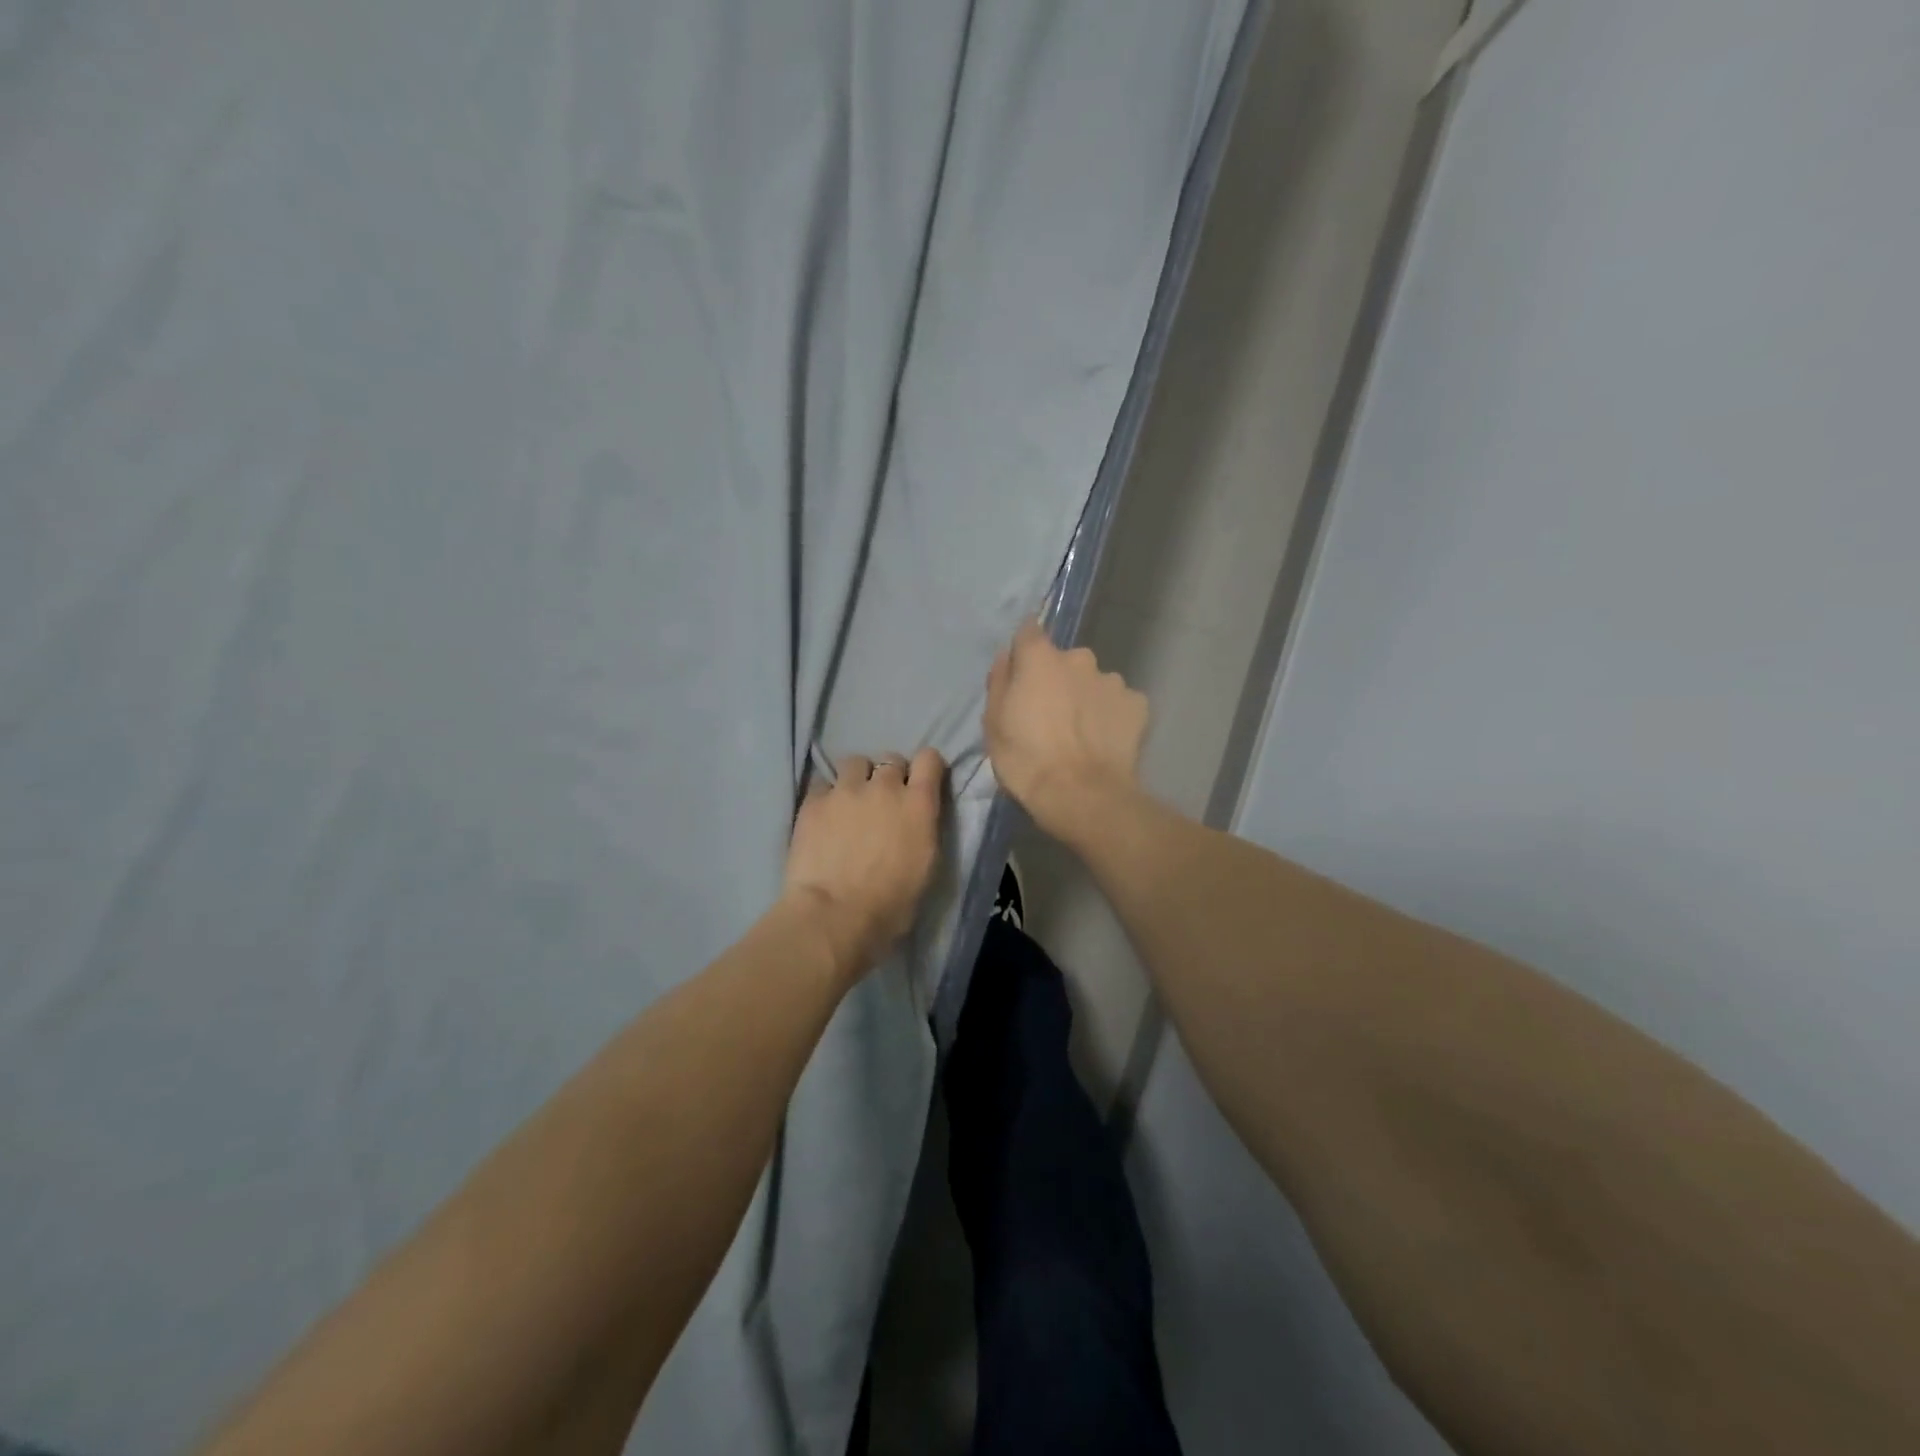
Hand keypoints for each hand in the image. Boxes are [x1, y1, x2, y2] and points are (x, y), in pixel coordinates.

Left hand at [784, 748, 945, 975]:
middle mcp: (884, 787)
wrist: (834, 916)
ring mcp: (845, 790)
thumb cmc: (890, 905)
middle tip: (883, 801)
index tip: (921, 782)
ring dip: (857, 777)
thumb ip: (922, 831)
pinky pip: (823, 784)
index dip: (926, 767)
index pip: (929, 759)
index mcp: (918, 805)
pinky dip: (827, 795)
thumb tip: (915, 822)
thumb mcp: (925, 868)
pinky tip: (824, 815)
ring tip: (850, 800)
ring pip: (854, 762)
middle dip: (889, 775)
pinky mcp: (813, 802)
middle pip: (890, 759)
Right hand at [983, 617, 1148, 840]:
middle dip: (1058, 679)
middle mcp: (1080, 659)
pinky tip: (1104, 741)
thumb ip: (999, 682)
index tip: (1021, 671)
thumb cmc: (1026, 759)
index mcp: (1040, 658)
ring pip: (1094, 682)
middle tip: (1050, 714)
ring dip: (1086, 697)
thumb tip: (1005, 657)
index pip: (1029, 630)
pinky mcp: (1137, 704)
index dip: (1024, 649)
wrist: (1081, 795)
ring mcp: (1112, 680)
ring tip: (1081, 733)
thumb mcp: (993, 723)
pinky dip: (1111, 716)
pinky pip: (1119, 703)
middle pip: (1064, 660)